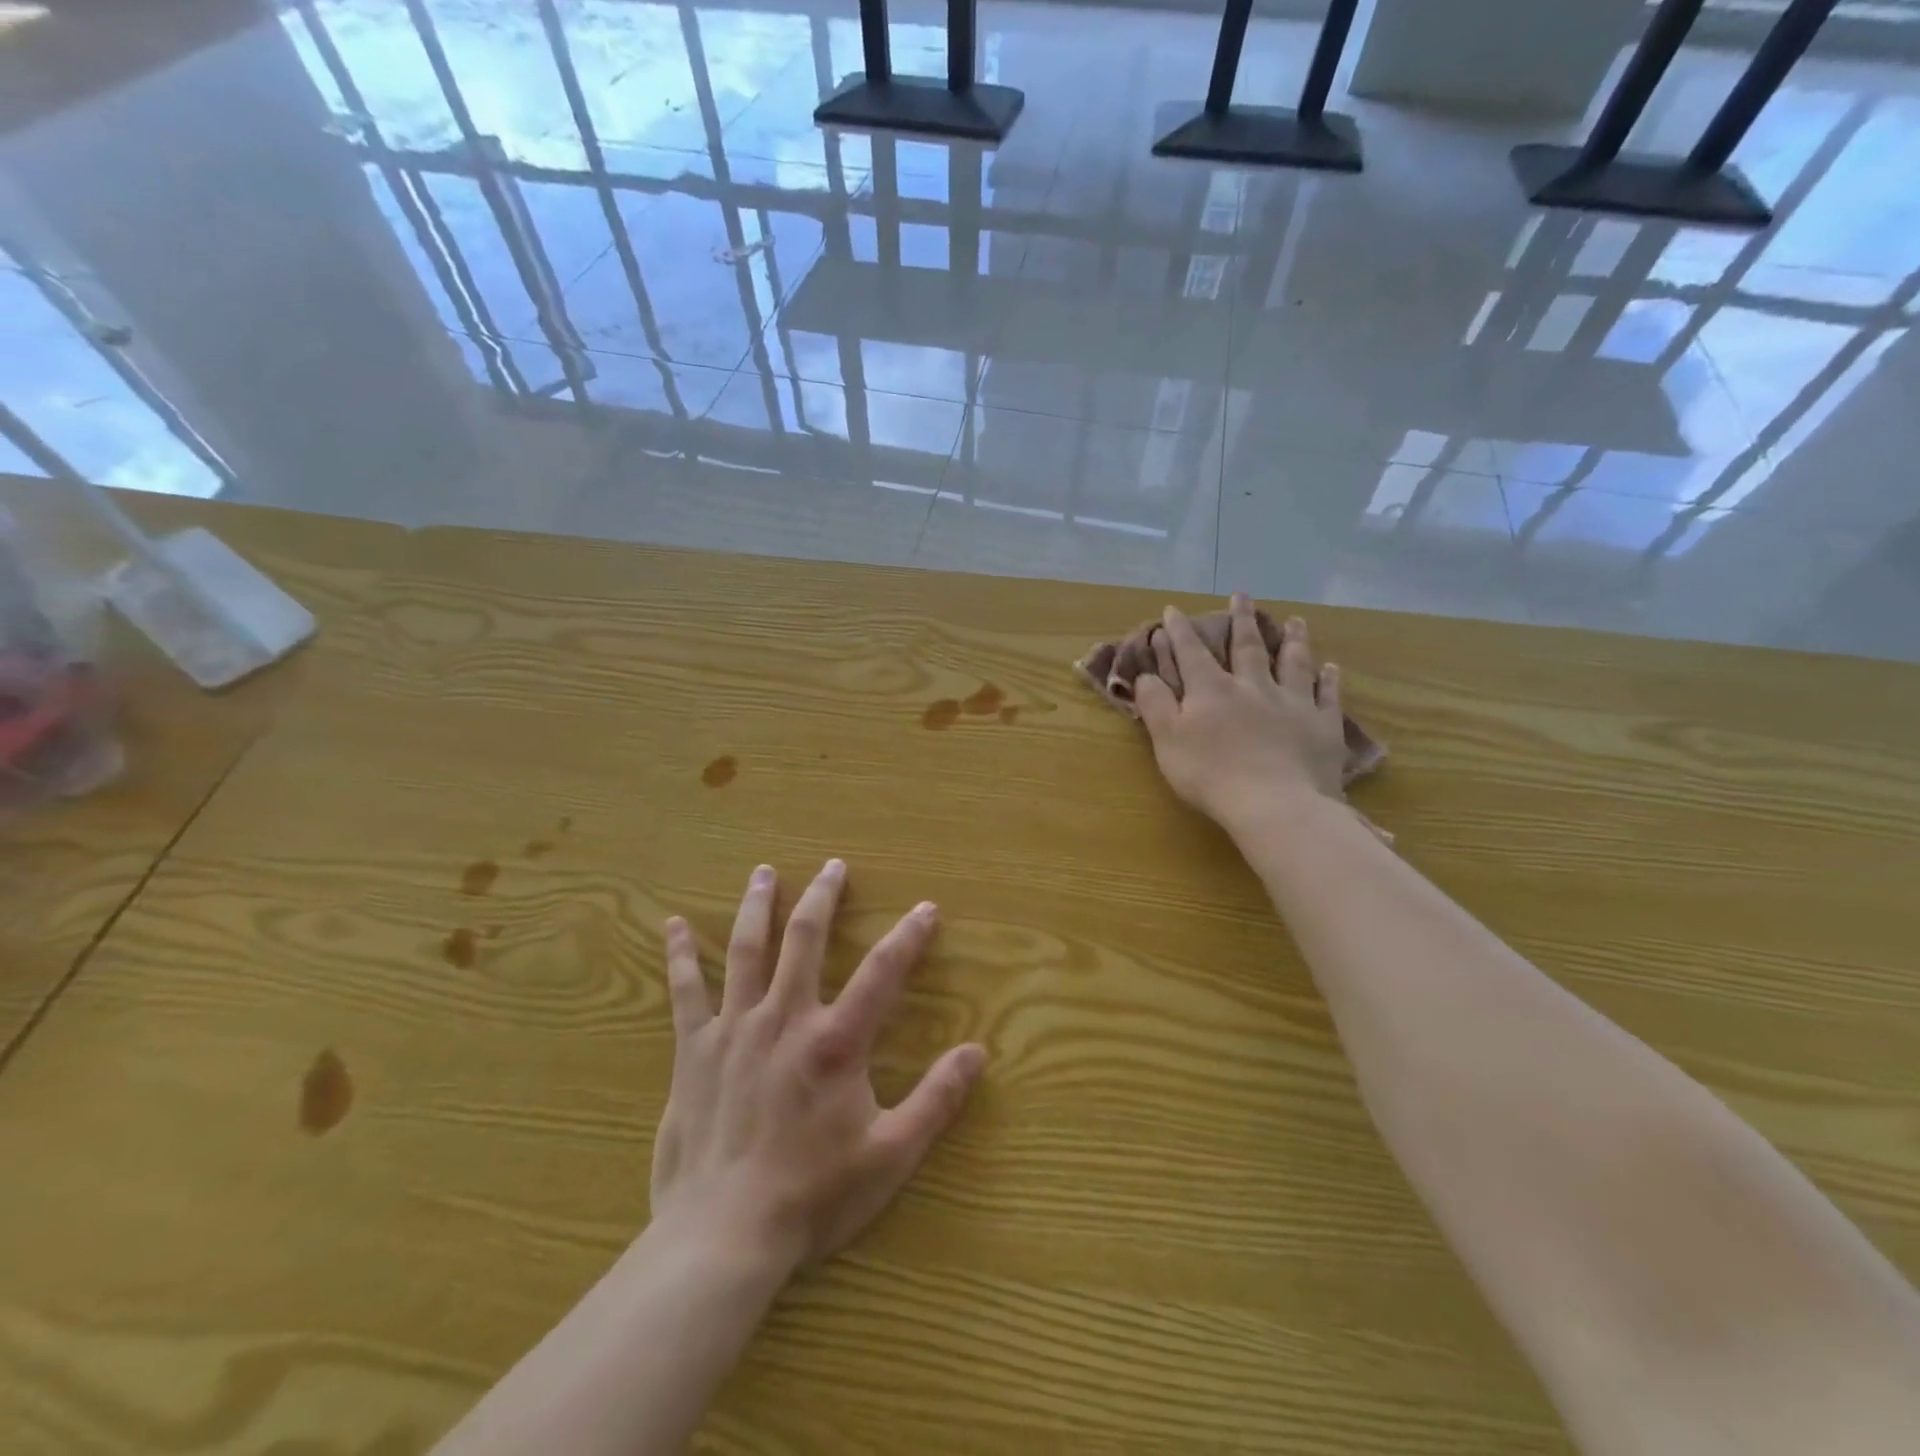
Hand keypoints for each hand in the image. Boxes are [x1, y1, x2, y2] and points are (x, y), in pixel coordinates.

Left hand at [651, 860, 984, 1279]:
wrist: (723, 1239)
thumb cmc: (813, 1197)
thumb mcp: (891, 1154)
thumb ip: (937, 1099)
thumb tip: (978, 1053)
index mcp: (835, 1041)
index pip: (883, 971)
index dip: (909, 936)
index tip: (926, 908)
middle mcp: (785, 1018)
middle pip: (806, 938)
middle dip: (823, 897)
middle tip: (833, 866)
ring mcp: (734, 1029)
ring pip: (747, 949)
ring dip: (758, 906)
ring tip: (763, 872)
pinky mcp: (693, 1051)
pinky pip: (685, 991)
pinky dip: (680, 955)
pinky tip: (673, 925)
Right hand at [1134, 594, 1348, 831]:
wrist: (1275, 805)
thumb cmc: (1211, 775)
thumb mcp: (1167, 740)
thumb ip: (1155, 704)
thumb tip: (1145, 675)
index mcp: (1211, 690)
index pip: (1191, 653)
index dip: (1180, 631)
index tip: (1173, 609)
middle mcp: (1253, 687)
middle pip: (1247, 647)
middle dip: (1240, 620)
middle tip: (1242, 596)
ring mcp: (1292, 703)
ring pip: (1293, 662)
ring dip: (1292, 639)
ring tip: (1295, 620)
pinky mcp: (1322, 726)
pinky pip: (1327, 696)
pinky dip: (1328, 680)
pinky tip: (1331, 668)